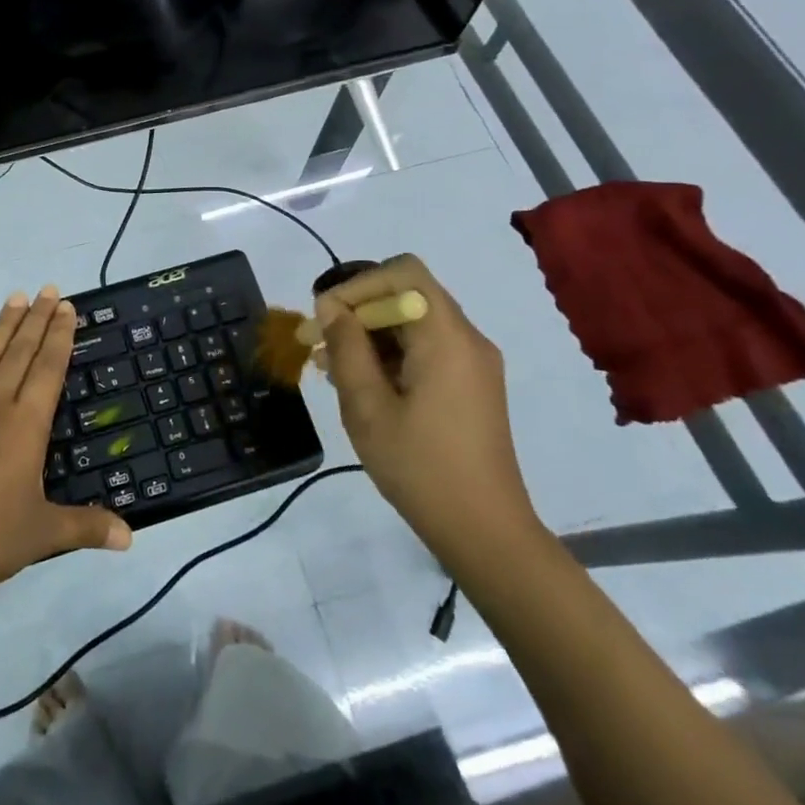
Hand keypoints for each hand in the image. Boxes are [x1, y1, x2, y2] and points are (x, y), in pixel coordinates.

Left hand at [0, 287, 131, 598]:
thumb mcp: (42, 535)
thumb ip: (86, 527)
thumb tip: (130, 538)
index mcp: (25, 427)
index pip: (48, 369)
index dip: (59, 336)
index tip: (66, 306)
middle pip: (20, 353)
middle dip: (36, 319)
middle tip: (47, 288)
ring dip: (2, 327)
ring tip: (14, 297)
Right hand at [315, 255, 539, 570]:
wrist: (485, 531)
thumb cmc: (420, 467)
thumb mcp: (368, 408)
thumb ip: (347, 348)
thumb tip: (331, 308)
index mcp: (447, 337)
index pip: (403, 273)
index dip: (358, 284)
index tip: (326, 317)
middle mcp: (467, 339)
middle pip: (409, 294)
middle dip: (359, 310)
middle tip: (319, 343)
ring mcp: (474, 362)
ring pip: (415, 322)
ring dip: (372, 334)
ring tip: (333, 367)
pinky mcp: (473, 384)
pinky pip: (428, 348)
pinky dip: (392, 353)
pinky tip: (364, 384)